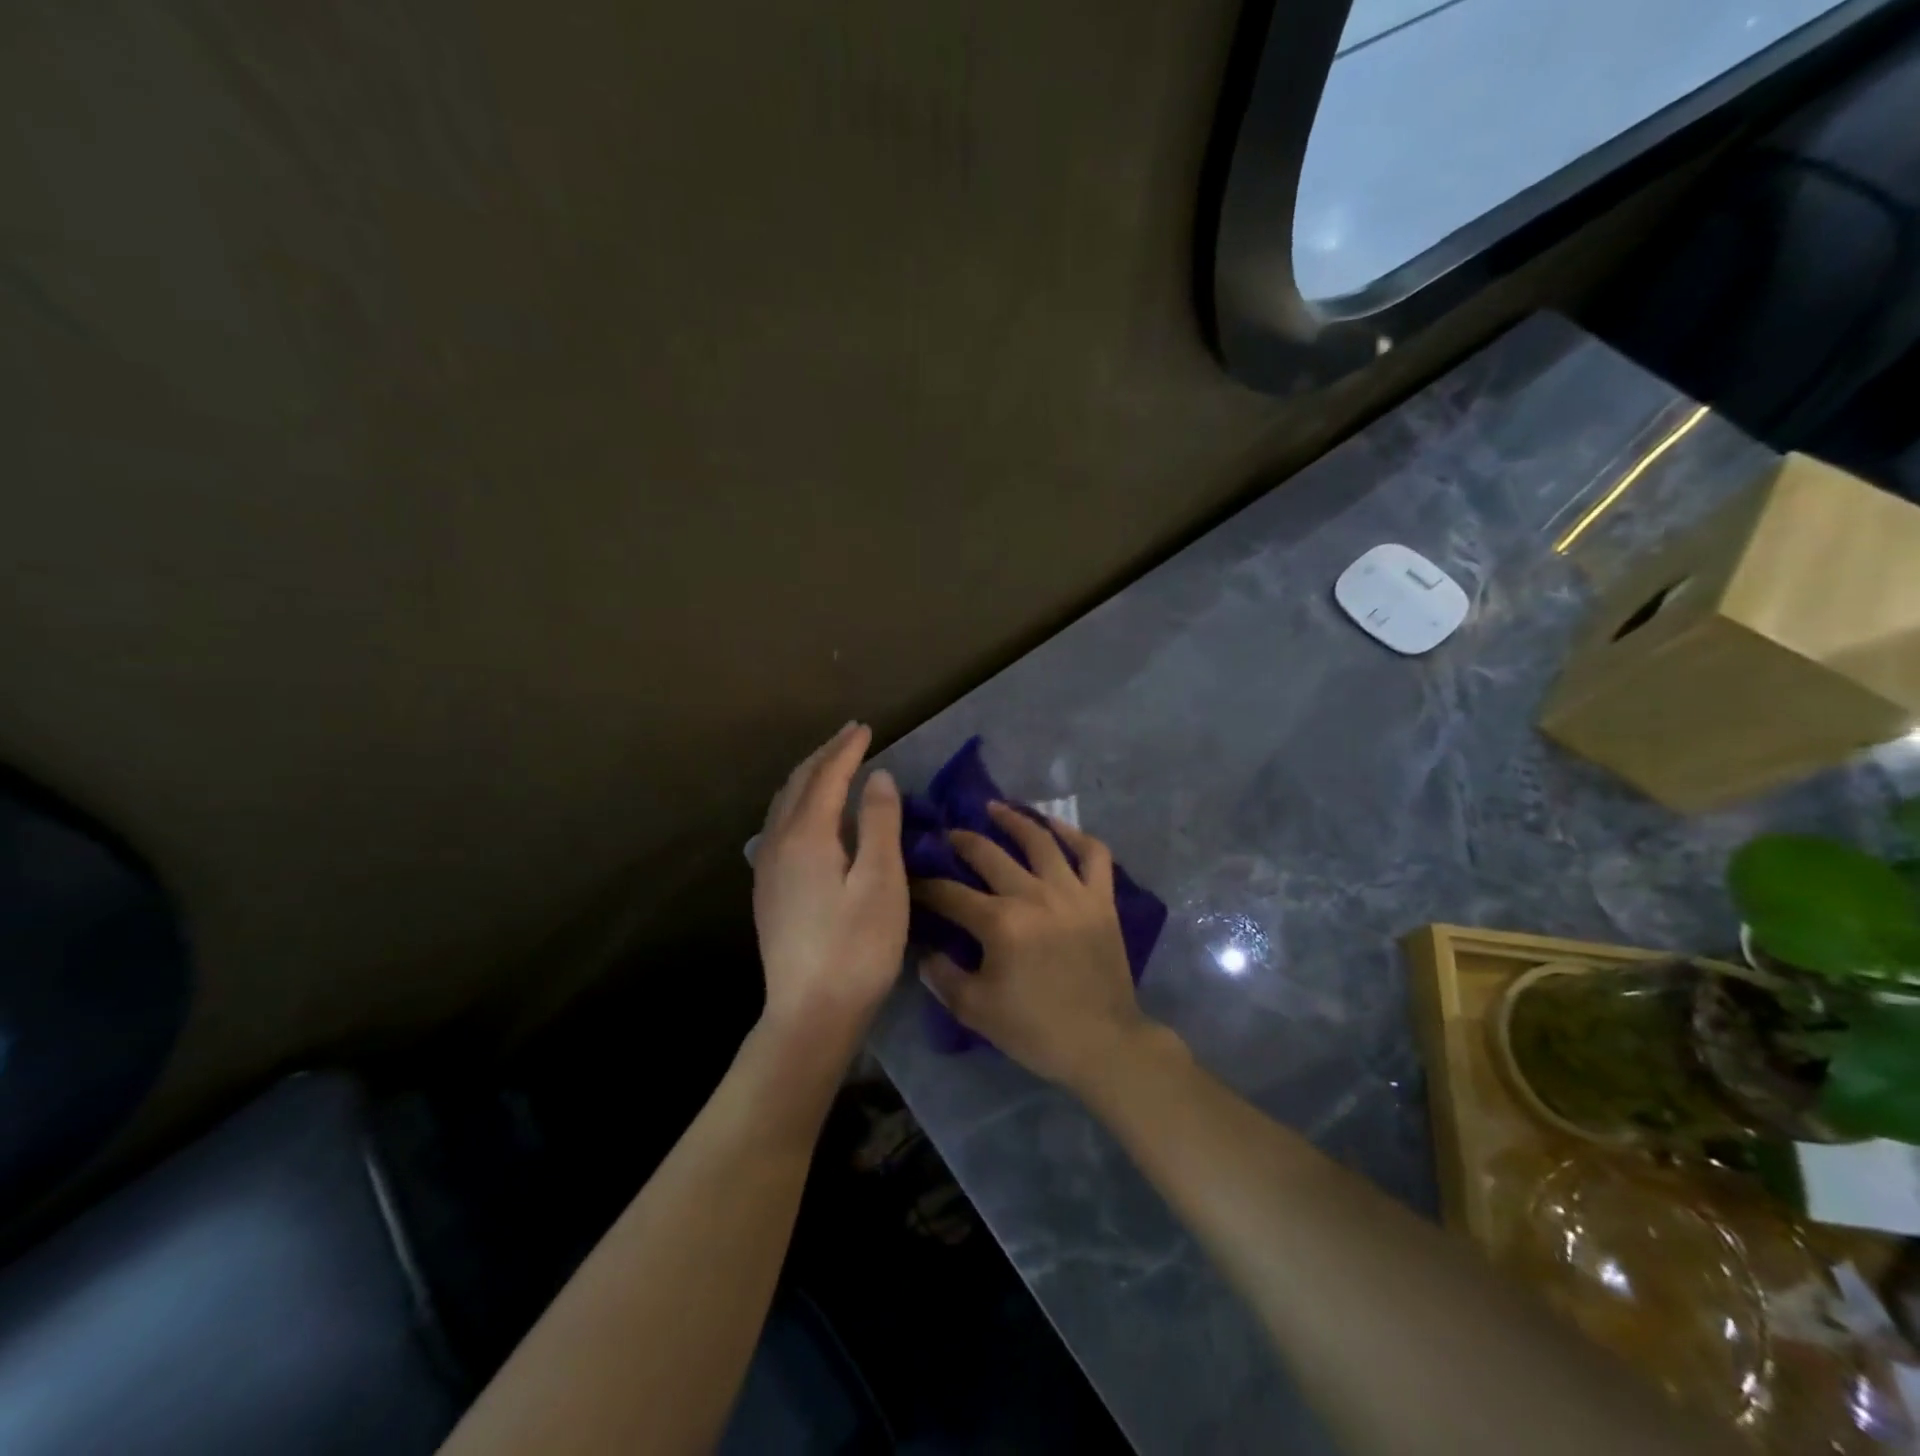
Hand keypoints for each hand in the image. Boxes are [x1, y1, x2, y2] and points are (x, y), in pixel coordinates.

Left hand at [753, 722, 907, 1046]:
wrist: (810, 1014)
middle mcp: (778, 844)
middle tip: (850, 736)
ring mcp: (768, 870)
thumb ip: (878, 823)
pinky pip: (779, 826)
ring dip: (807, 777)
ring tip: (830, 765)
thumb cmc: (857, 948)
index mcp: (806, 837)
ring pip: (783, 805)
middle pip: (798, 785)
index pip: (826, 777)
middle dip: (824, 756)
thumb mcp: (881, 882)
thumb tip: (877, 777)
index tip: (866, 728)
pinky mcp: (768, 892)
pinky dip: (797, 803)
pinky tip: (808, 816)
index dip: (847, 750)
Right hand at [913, 803, 1161, 1090]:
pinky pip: (1093, 854)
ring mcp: (1072, 892)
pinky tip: (1056, 826)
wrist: (1103, 1044)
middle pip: (989, 854)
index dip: (924, 885)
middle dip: (960, 841)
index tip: (910, 879)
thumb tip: (924, 949)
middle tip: (946, 835)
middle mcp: (1034, 895)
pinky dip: (1076, 835)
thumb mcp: (975, 1010)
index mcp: (1000, 923)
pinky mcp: (1101, 898)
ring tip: (994, 808)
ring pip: (1040, 841)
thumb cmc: (1036, 1030)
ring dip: (1013, 820)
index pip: (950, 893)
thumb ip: (943, 976)